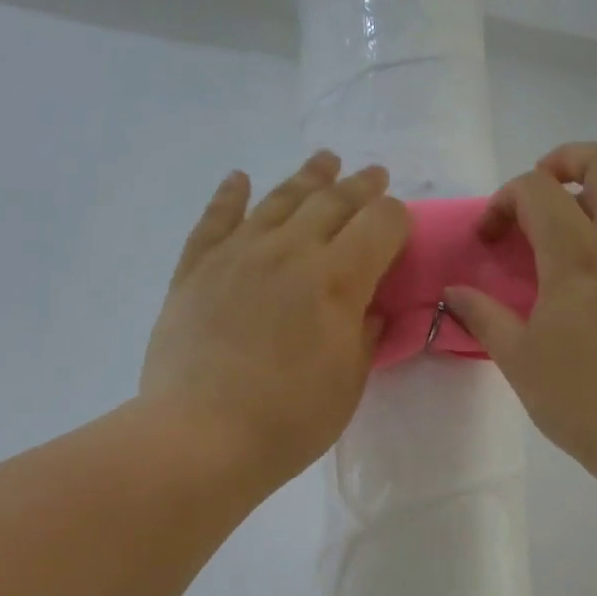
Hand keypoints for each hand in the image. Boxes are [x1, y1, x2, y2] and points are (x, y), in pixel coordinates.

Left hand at [140, 152, 409, 488]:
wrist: (202, 435)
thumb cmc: (289, 420)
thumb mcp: (348, 383)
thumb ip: (364, 336)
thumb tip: (369, 308)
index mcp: (338, 278)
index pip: (380, 223)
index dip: (396, 218)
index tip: (400, 226)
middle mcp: (290, 250)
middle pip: (333, 201)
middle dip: (360, 186)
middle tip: (374, 175)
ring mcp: (238, 253)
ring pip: (279, 199)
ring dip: (307, 177)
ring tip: (325, 160)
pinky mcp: (196, 268)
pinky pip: (216, 219)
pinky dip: (230, 195)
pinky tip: (240, 179)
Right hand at [444, 143, 596, 492]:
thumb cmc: (581, 400)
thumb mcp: (518, 360)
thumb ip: (484, 316)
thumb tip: (454, 292)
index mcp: (576, 256)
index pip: (537, 190)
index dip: (504, 200)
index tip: (490, 238)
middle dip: (568, 159)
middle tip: (543, 189)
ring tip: (583, 220)